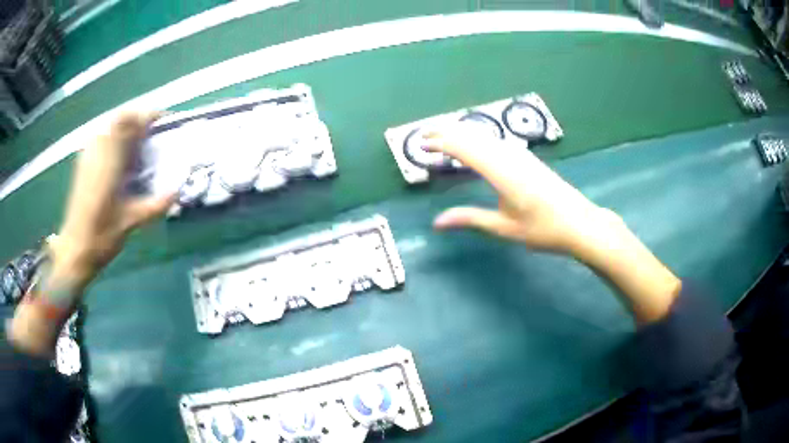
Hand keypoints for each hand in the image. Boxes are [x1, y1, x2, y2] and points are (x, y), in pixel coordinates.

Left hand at [52, 112, 174, 289]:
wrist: (75, 250)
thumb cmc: (102, 237)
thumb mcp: (131, 221)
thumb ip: (155, 205)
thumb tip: (178, 191)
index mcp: (110, 160)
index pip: (131, 121)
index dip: (150, 116)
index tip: (164, 122)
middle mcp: (98, 150)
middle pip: (121, 118)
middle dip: (139, 120)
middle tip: (153, 136)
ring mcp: (88, 154)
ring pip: (111, 126)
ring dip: (127, 129)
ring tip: (138, 148)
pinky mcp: (83, 162)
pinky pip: (102, 137)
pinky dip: (115, 140)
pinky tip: (120, 161)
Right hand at [426, 128, 680, 323]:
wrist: (580, 224)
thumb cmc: (543, 230)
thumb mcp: (504, 228)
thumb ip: (470, 219)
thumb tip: (437, 223)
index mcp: (502, 172)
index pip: (464, 149)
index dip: (440, 143)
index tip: (420, 144)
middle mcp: (509, 156)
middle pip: (473, 136)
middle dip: (446, 132)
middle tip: (424, 135)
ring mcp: (521, 155)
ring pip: (485, 136)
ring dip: (461, 134)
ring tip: (442, 137)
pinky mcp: (528, 158)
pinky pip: (495, 142)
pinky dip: (477, 140)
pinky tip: (474, 145)